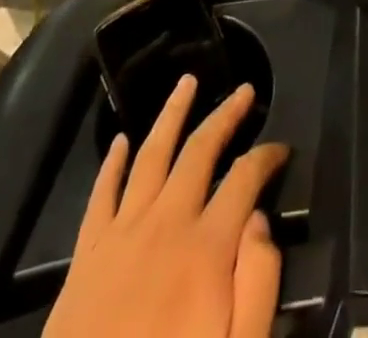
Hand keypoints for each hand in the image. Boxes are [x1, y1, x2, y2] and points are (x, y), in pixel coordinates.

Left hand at [43, 76, 287, 337]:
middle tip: (242, 90)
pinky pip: (101, 195)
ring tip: (186, 83)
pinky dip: (113, 163)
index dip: (267, 156)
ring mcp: (121, 235)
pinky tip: (121, 141)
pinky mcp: (86, 256)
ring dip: (172, 115)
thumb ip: (258, 284)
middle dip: (225, 115)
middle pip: (200, 150)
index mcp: (206, 249)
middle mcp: (166, 224)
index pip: (245, 178)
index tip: (281, 148)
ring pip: (150, 155)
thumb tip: (259, 221)